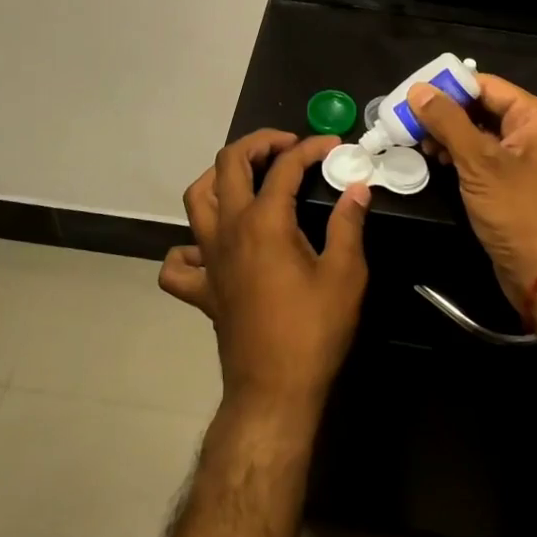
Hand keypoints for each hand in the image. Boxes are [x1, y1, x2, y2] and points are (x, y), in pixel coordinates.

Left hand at [161, 130, 370, 425]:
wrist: (274, 392)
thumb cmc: (314, 332)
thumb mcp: (345, 275)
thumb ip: (349, 224)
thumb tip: (357, 187)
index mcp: (264, 221)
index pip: (284, 166)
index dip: (311, 148)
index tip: (335, 147)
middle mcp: (228, 229)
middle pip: (228, 163)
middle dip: (258, 143)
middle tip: (287, 147)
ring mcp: (209, 258)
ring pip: (196, 199)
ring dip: (219, 177)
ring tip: (248, 179)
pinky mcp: (202, 288)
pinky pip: (179, 261)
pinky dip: (190, 246)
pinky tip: (212, 247)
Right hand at [405, 75, 536, 306]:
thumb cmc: (518, 211)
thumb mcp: (479, 162)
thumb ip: (448, 121)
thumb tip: (418, 89)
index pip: (486, 85)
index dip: (449, 87)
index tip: (413, 93)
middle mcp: (535, 131)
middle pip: (483, 107)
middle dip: (446, 112)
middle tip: (408, 119)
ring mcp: (526, 158)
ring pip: (480, 133)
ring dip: (450, 134)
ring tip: (418, 141)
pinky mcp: (515, 182)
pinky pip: (484, 156)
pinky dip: (461, 155)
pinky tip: (437, 160)